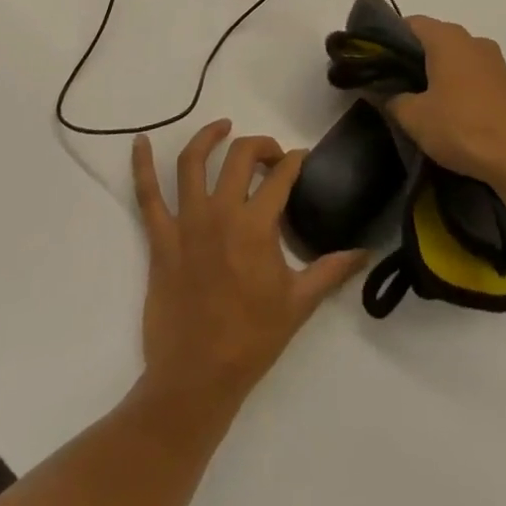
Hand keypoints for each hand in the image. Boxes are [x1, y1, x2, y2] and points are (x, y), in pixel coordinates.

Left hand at [131, 121, 365, 412]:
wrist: (196, 379)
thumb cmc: (251, 340)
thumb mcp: (299, 304)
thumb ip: (331, 270)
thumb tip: (365, 251)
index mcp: (256, 226)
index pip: (280, 176)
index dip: (294, 161)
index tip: (301, 159)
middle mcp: (221, 213)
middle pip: (240, 156)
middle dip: (260, 145)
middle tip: (271, 156)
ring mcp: (186, 223)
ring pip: (192, 163)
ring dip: (208, 138)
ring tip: (222, 127)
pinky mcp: (160, 238)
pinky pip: (146, 195)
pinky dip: (141, 165)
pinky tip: (139, 141)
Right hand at [387, 17, 505, 188]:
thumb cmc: (461, 128)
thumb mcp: (414, 117)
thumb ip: (390, 98)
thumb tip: (378, 90)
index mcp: (447, 38)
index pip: (411, 23)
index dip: (390, 39)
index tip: (377, 63)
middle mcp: (473, 40)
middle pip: (435, 39)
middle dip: (414, 58)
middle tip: (395, 85)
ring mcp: (495, 61)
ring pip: (457, 57)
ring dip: (439, 73)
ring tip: (423, 102)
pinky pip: (475, 75)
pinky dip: (460, 86)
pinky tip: (453, 113)